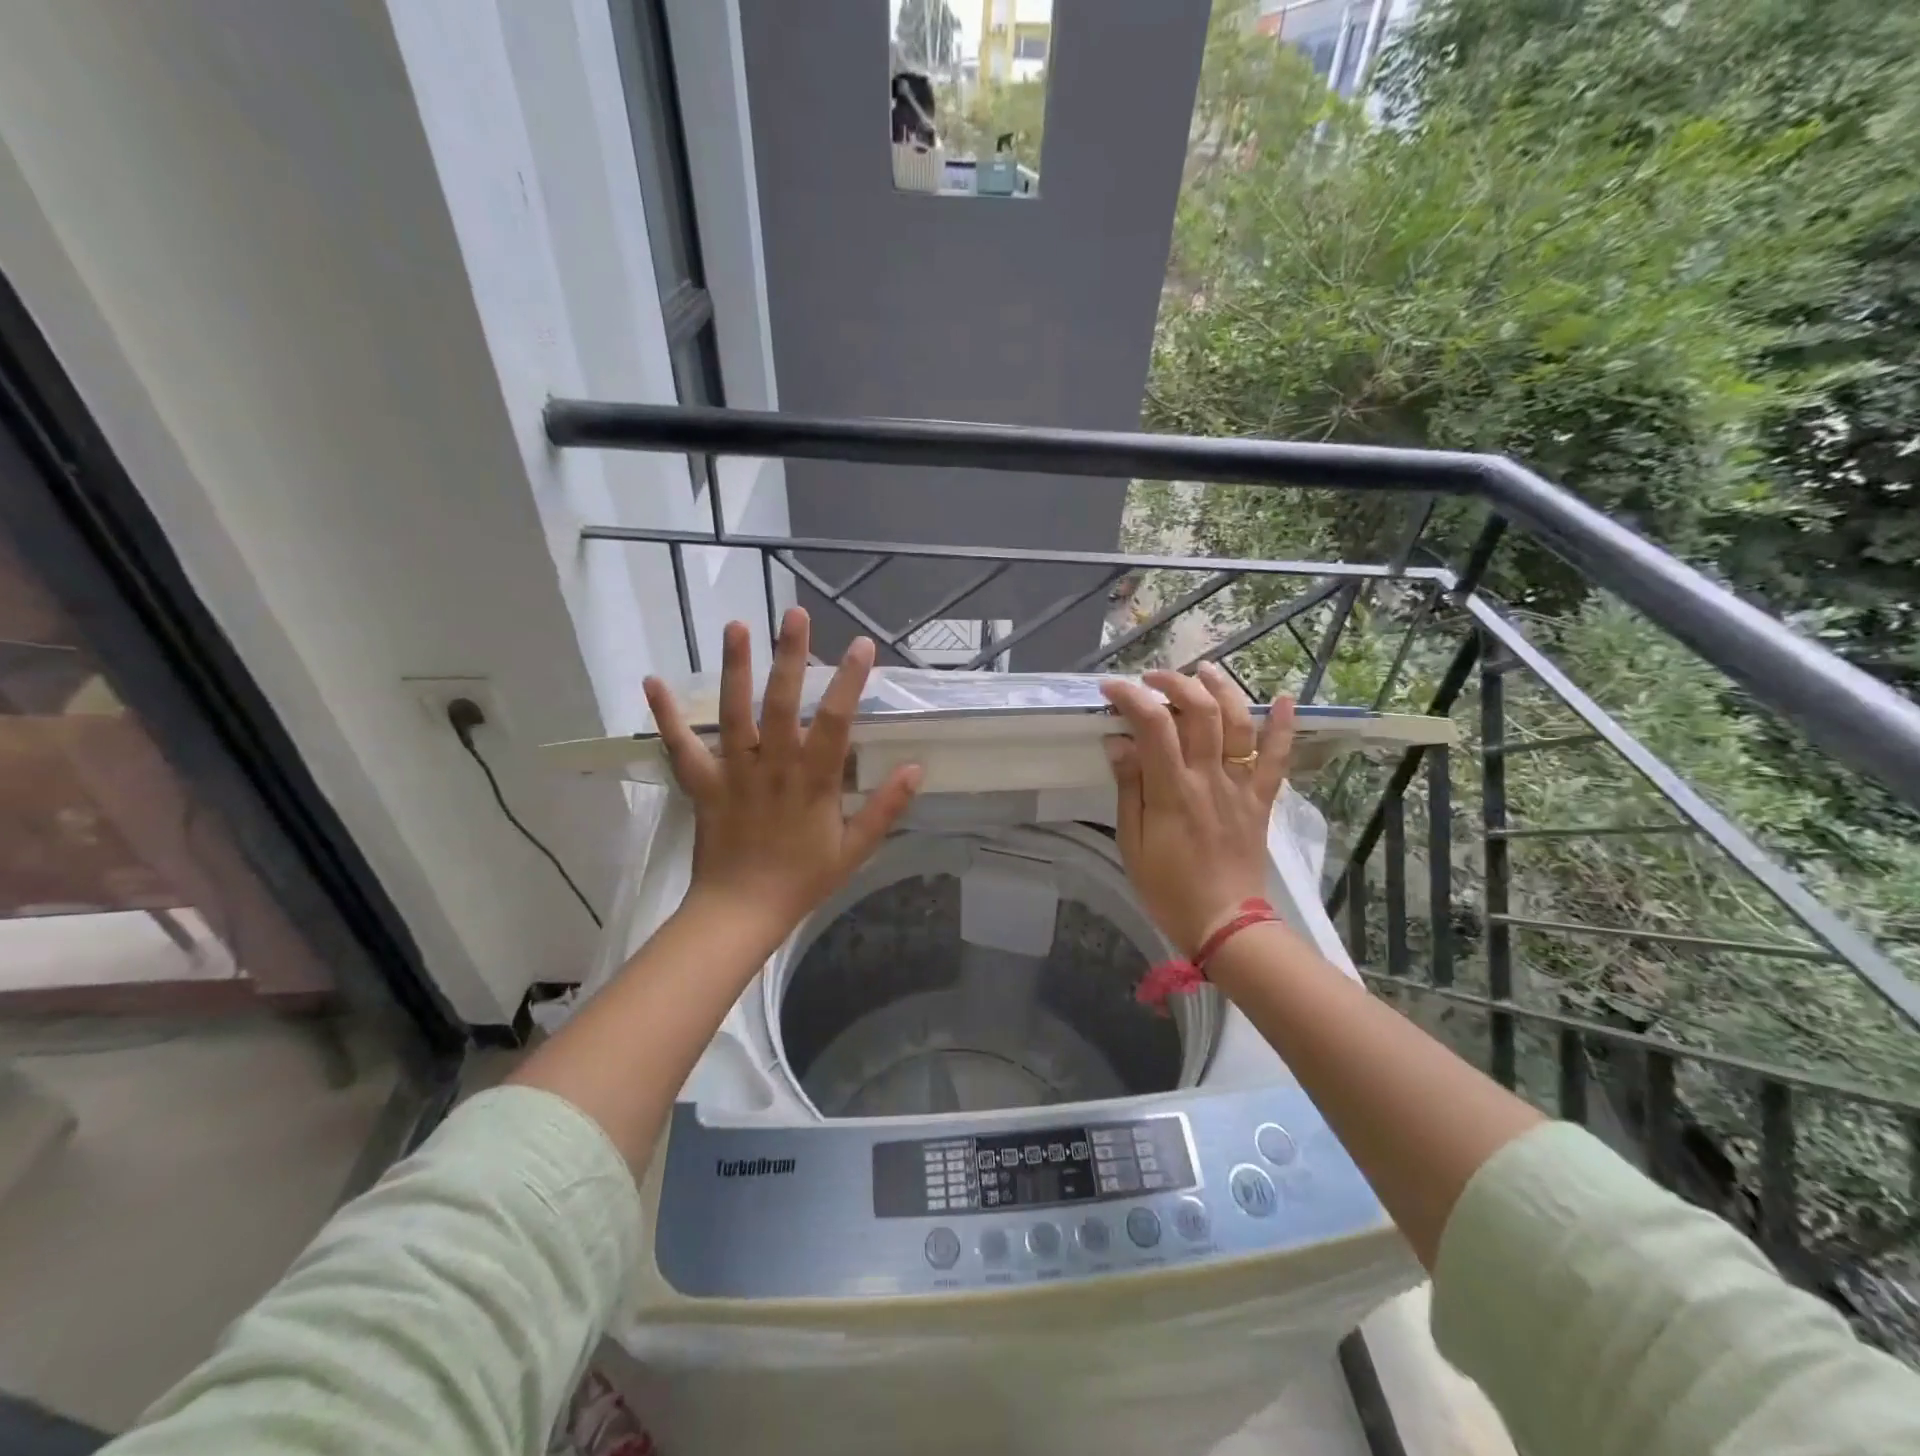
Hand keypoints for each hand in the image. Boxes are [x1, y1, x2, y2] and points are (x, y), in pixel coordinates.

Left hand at [643, 608, 921, 947]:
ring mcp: (734, 772)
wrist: (741, 911)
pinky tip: (652, 681)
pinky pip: (681, 747)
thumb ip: (885, 808)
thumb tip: (917, 768)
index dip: (849, 680)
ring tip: (736, 625)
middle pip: (781, 703)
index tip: (861, 644)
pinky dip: (666, 716)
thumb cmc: (802, 879)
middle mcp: (773, 766)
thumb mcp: (855, 849)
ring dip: (735, 668)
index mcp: (813, 781)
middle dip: (790, 656)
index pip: (835, 721)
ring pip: (734, 713)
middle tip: (794, 613)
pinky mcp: (702, 784)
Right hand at [1100, 664, 1293, 956]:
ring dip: (1222, 689)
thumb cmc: (1167, 888)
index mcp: (1172, 791)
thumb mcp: (1132, 842)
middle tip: (1152, 678)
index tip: (1111, 688)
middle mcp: (1209, 779)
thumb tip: (1119, 743)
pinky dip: (1282, 726)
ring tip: (1204, 670)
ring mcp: (1240, 786)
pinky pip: (1276, 758)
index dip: (1131, 698)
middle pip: (1199, 712)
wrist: (1224, 923)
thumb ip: (1128, 789)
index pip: (1153, 727)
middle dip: (1174, 683)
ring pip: (1238, 723)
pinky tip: (1283, 697)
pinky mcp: (1260, 799)